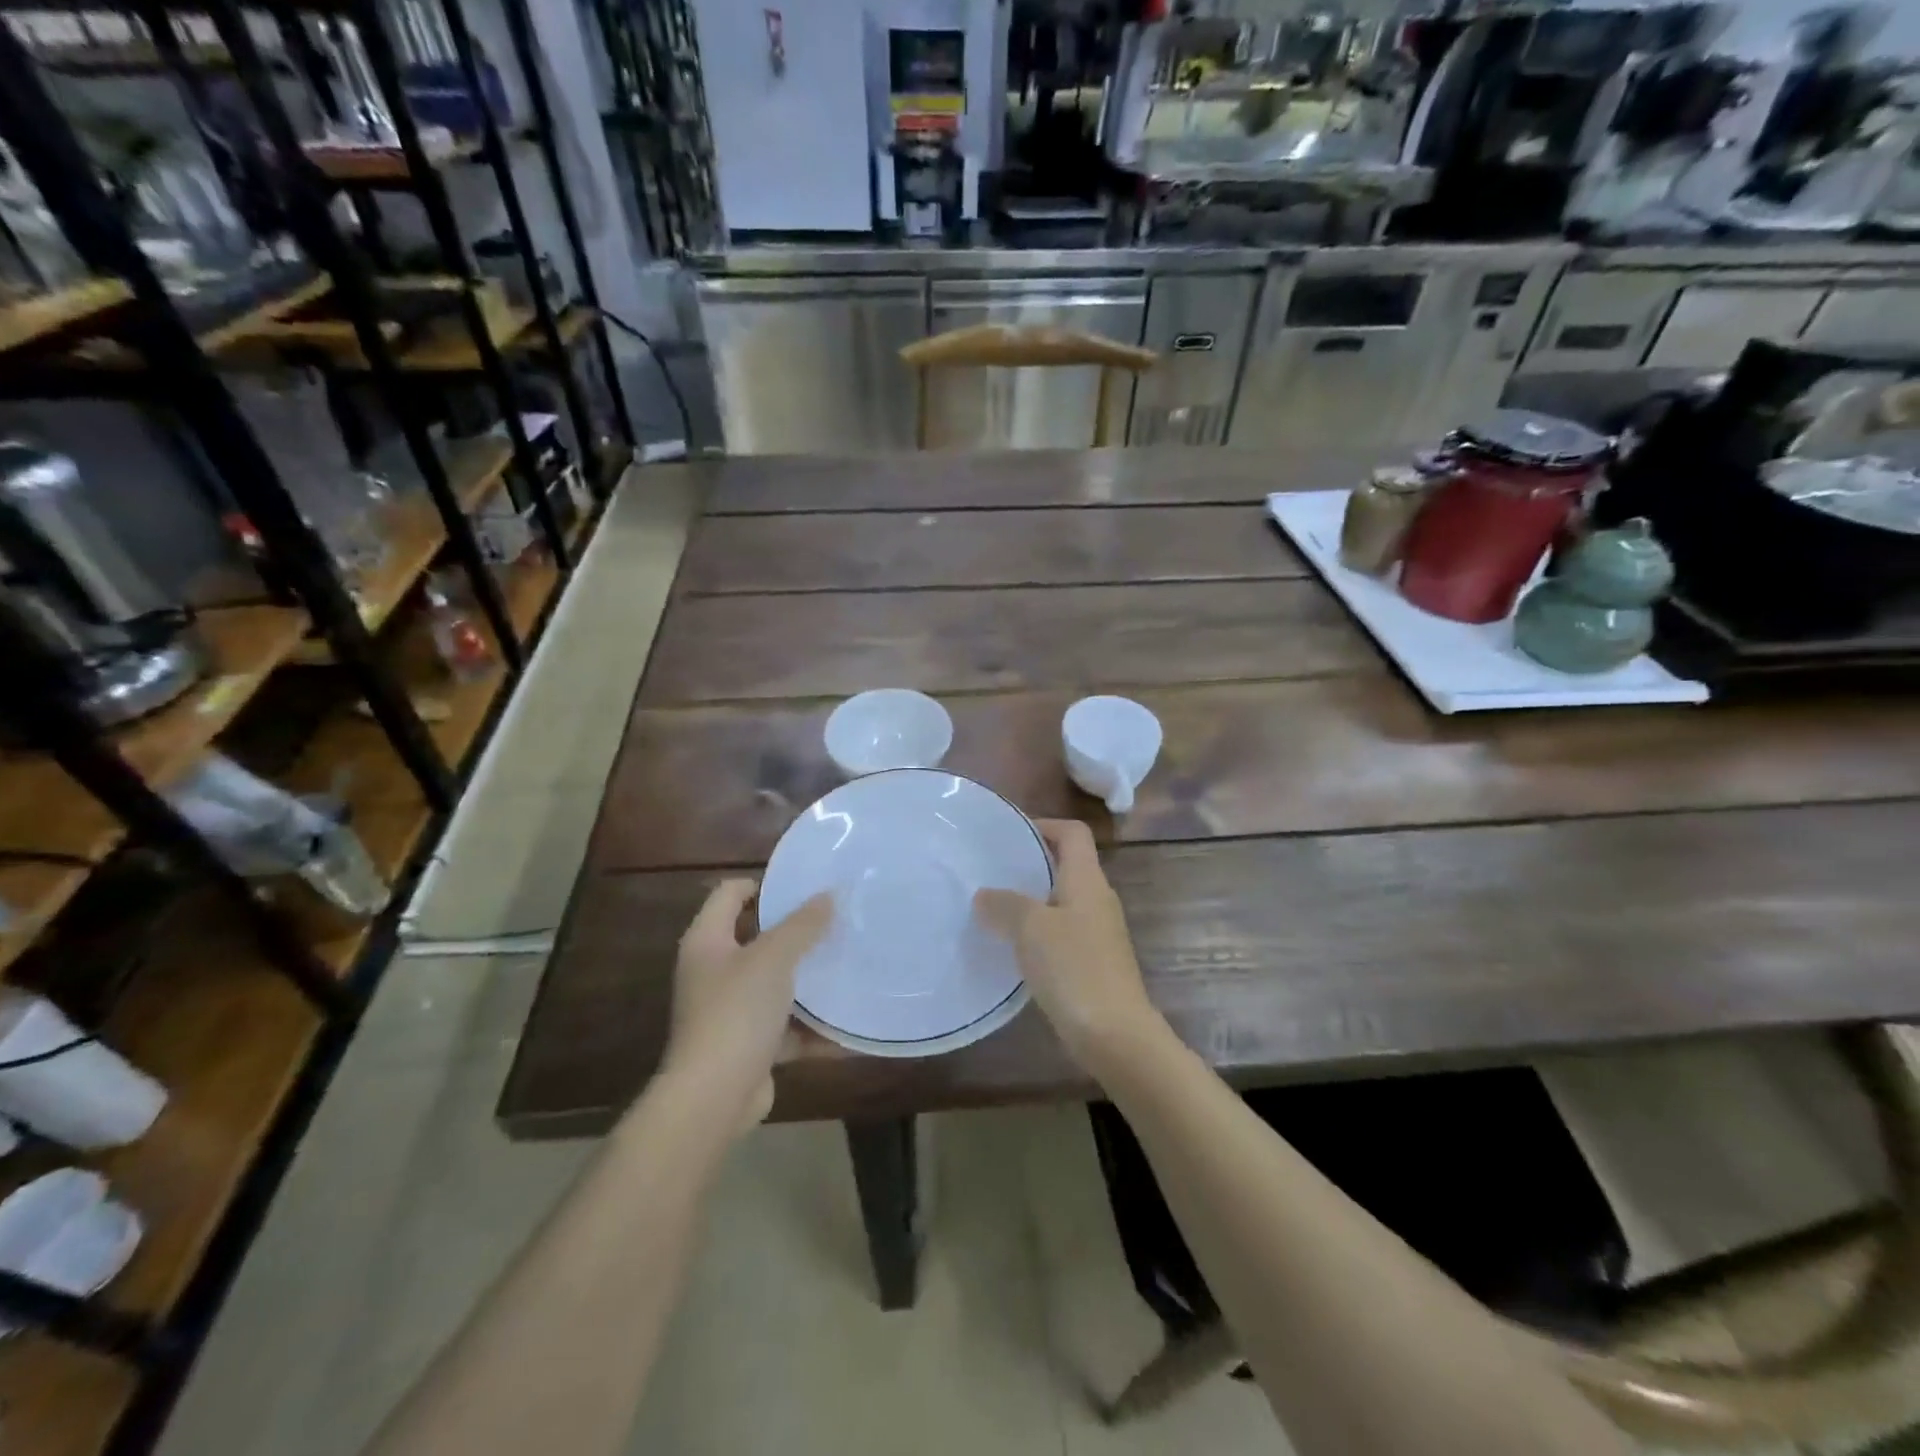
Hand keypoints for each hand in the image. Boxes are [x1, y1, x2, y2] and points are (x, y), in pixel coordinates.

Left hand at [663, 880, 832, 1130]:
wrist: (713, 1098)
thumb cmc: (736, 1013)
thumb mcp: (774, 959)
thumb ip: (802, 925)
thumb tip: (828, 895)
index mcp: (707, 941)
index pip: (729, 894)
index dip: (762, 884)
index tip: (803, 886)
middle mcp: (713, 972)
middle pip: (756, 938)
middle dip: (795, 933)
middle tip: (835, 922)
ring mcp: (729, 1011)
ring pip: (774, 984)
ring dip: (807, 980)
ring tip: (847, 965)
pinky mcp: (747, 1046)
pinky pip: (785, 1027)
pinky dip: (811, 1028)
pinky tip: (847, 1026)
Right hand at [974, 819, 1163, 1073]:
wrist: (1115, 1035)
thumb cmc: (1075, 968)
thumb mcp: (1031, 928)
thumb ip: (1005, 904)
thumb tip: (985, 895)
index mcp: (1087, 880)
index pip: (1073, 833)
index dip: (1044, 825)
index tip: (1009, 834)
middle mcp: (1097, 899)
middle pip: (1066, 865)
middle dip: (1030, 863)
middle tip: (991, 870)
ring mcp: (1098, 933)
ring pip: (1061, 901)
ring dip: (1031, 901)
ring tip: (993, 907)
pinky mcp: (1093, 963)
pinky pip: (1061, 933)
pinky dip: (1037, 932)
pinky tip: (1012, 948)